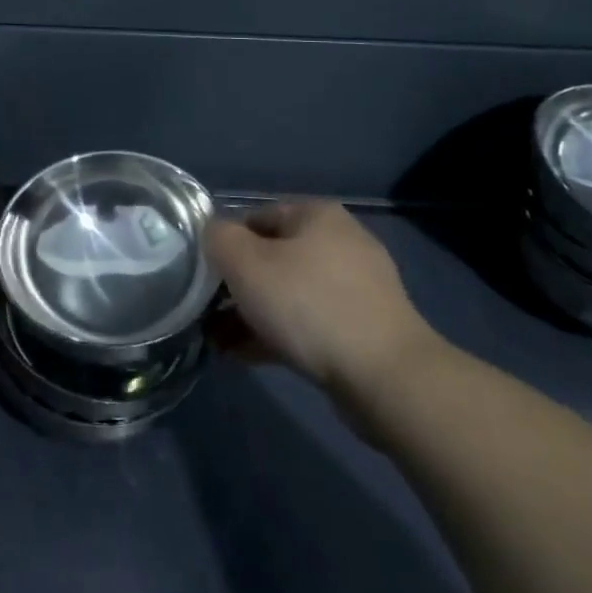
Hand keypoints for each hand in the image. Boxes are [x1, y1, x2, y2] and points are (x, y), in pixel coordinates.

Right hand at [206, 201, 444, 398]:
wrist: (386, 377)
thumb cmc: (308, 305)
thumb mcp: (245, 263)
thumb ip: (218, 238)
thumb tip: (214, 235)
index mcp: (317, 215)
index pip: (255, 217)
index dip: (225, 245)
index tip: (205, 278)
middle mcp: (341, 242)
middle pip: (272, 257)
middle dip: (237, 286)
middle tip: (208, 313)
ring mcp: (358, 287)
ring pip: (289, 293)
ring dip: (252, 314)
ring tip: (220, 342)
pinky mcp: (365, 328)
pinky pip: (309, 323)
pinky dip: (278, 334)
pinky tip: (247, 356)